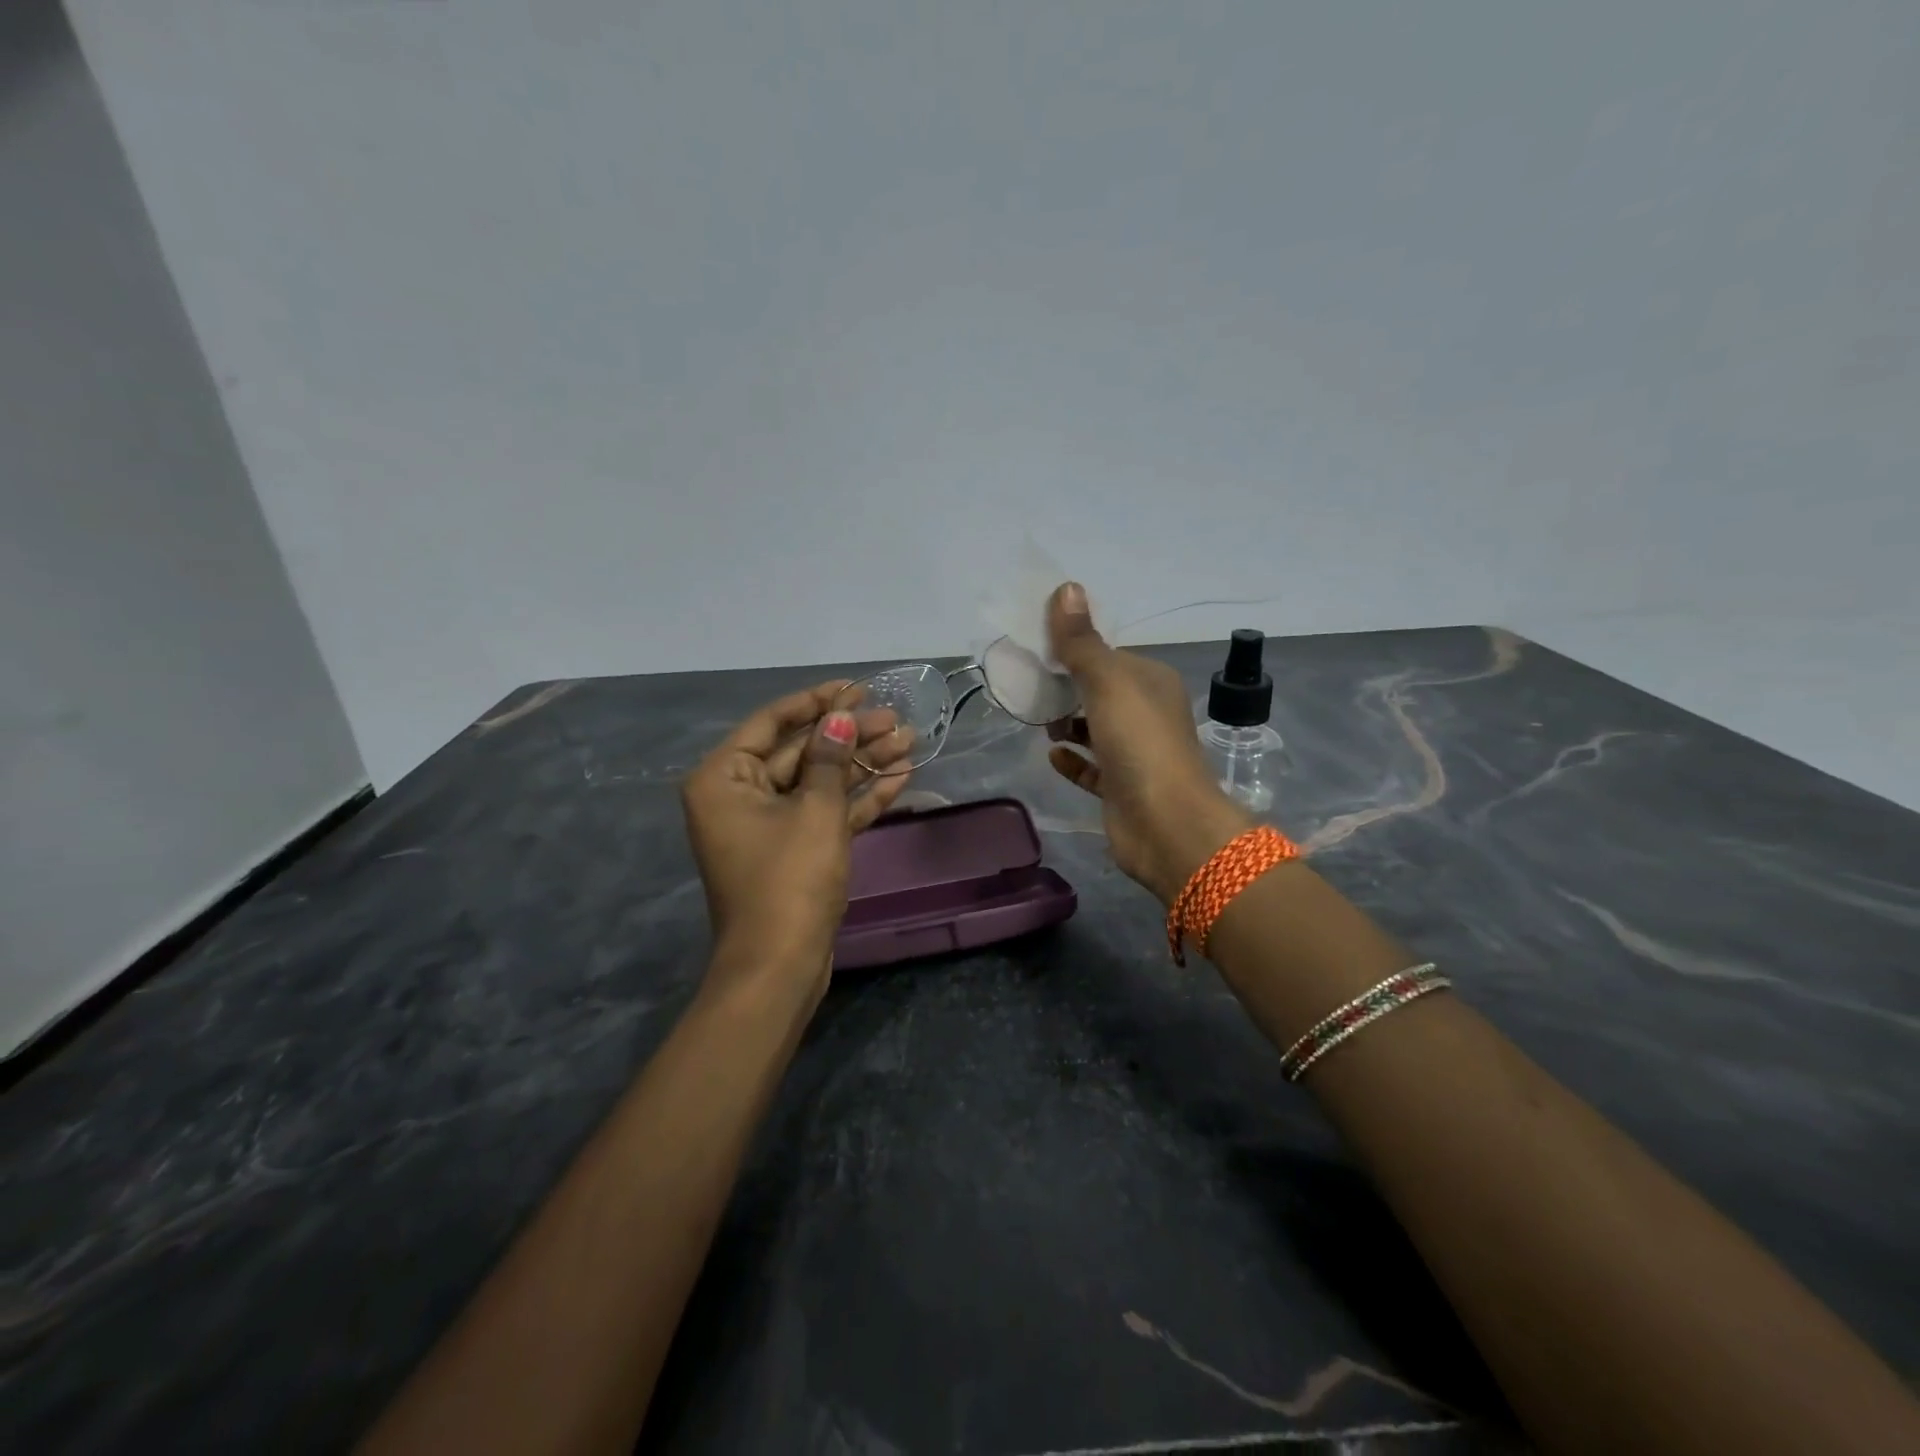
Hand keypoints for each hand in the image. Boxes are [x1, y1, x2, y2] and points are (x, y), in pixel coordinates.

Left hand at [681, 682, 910, 997]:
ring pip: (819, 782)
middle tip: (896, 719)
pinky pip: (826, 813)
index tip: (855, 687)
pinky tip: (899, 777)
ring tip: (909, 742)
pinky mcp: (794, 851)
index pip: (772, 723)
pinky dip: (858, 798)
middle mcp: (740, 796)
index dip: (817, 702)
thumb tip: (840, 719)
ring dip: (862, 765)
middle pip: (801, 752)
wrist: (780, 966)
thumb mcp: (815, 811)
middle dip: (850, 736)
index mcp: (724, 778)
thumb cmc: (789, 880)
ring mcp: (768, 825)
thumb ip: (830, 759)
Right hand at [1045, 583, 1250, 904]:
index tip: (1037, 649)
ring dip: (1067, 723)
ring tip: (1038, 719)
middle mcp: (1147, 714)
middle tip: (1029, 685)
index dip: (1074, 649)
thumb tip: (1066, 588)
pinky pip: (1092, 768)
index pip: (1108, 655)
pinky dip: (1073, 760)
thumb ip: (1082, 642)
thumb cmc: (1140, 744)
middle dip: (1066, 688)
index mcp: (1151, 681)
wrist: (1167, 825)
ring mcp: (1136, 754)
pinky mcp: (1122, 788)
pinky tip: (1052, 755)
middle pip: (1099, 692)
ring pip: (1095, 729)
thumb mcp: (1108, 682)